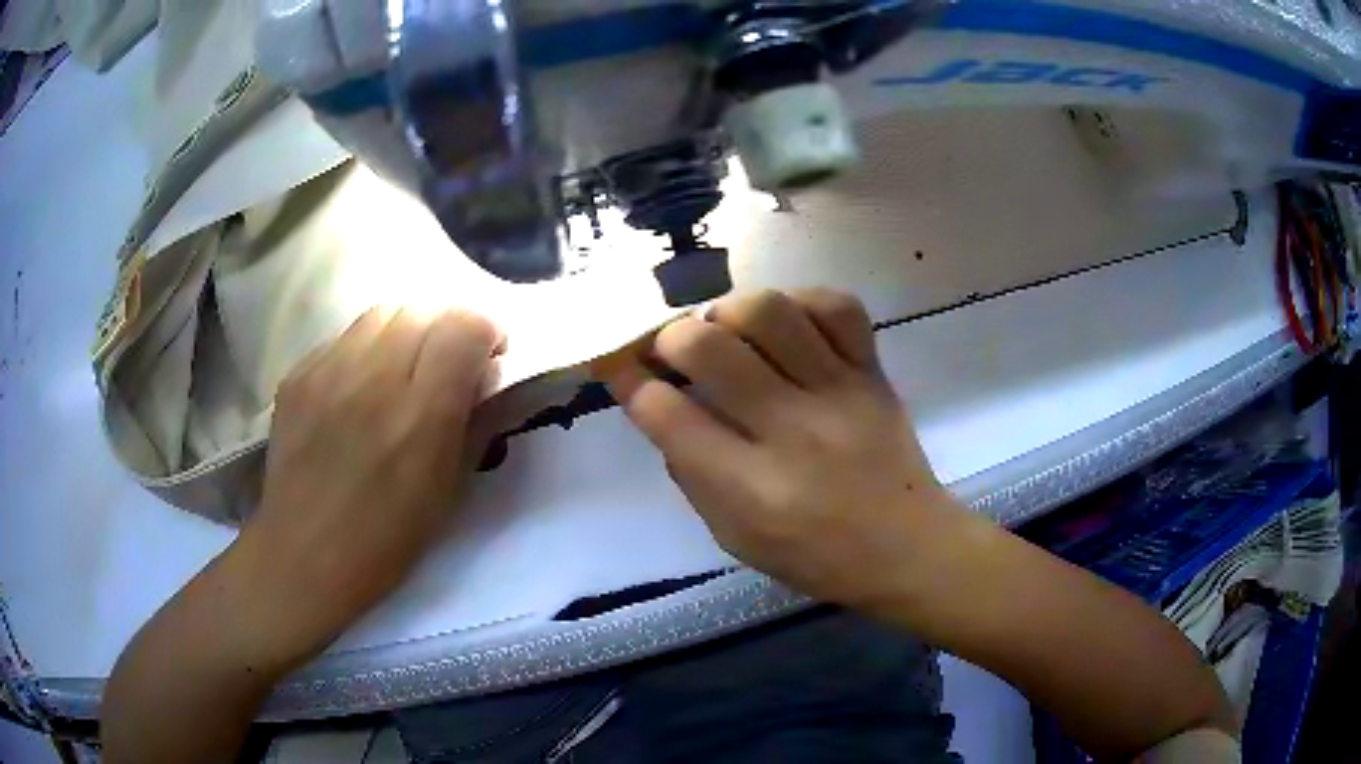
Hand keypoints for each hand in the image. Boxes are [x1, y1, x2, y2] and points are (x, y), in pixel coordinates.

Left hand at [238, 307, 502, 655]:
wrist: (303, 556)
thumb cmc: (386, 540)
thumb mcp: (449, 490)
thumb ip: (473, 422)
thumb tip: (484, 375)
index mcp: (421, 413)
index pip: (465, 325)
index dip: (485, 333)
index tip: (486, 359)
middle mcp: (373, 377)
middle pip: (423, 309)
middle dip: (445, 330)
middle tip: (442, 367)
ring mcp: (327, 371)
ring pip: (381, 313)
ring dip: (403, 333)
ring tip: (398, 372)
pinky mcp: (297, 375)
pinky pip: (341, 339)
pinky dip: (362, 352)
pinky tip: (356, 391)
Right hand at [598, 289, 961, 607]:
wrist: (908, 548)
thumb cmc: (815, 556)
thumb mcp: (734, 538)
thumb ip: (691, 473)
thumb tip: (661, 405)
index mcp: (750, 489)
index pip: (666, 414)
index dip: (629, 380)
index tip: (619, 367)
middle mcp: (792, 432)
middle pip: (709, 348)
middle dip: (669, 337)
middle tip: (672, 349)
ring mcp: (839, 393)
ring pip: (770, 311)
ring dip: (729, 311)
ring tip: (727, 330)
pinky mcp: (873, 372)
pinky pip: (837, 306)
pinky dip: (801, 301)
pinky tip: (786, 323)